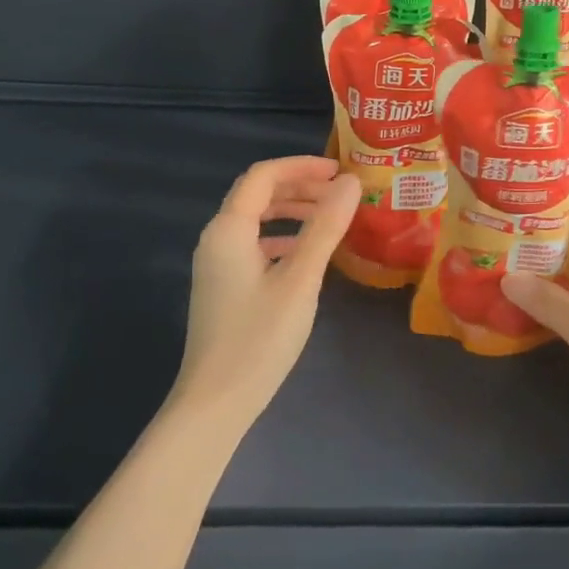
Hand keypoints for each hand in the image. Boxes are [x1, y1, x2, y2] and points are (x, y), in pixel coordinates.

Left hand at [174, 155, 359, 427]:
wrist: (216, 402)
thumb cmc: (259, 338)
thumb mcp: (300, 279)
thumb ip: (325, 227)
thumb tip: (352, 182)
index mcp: (229, 229)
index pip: (263, 175)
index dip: (302, 166)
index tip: (340, 171)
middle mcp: (216, 238)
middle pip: (257, 194)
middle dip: (300, 186)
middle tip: (341, 193)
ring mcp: (217, 264)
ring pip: (256, 220)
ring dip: (292, 211)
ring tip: (330, 217)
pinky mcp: (223, 286)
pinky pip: (254, 244)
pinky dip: (282, 237)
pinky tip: (306, 253)